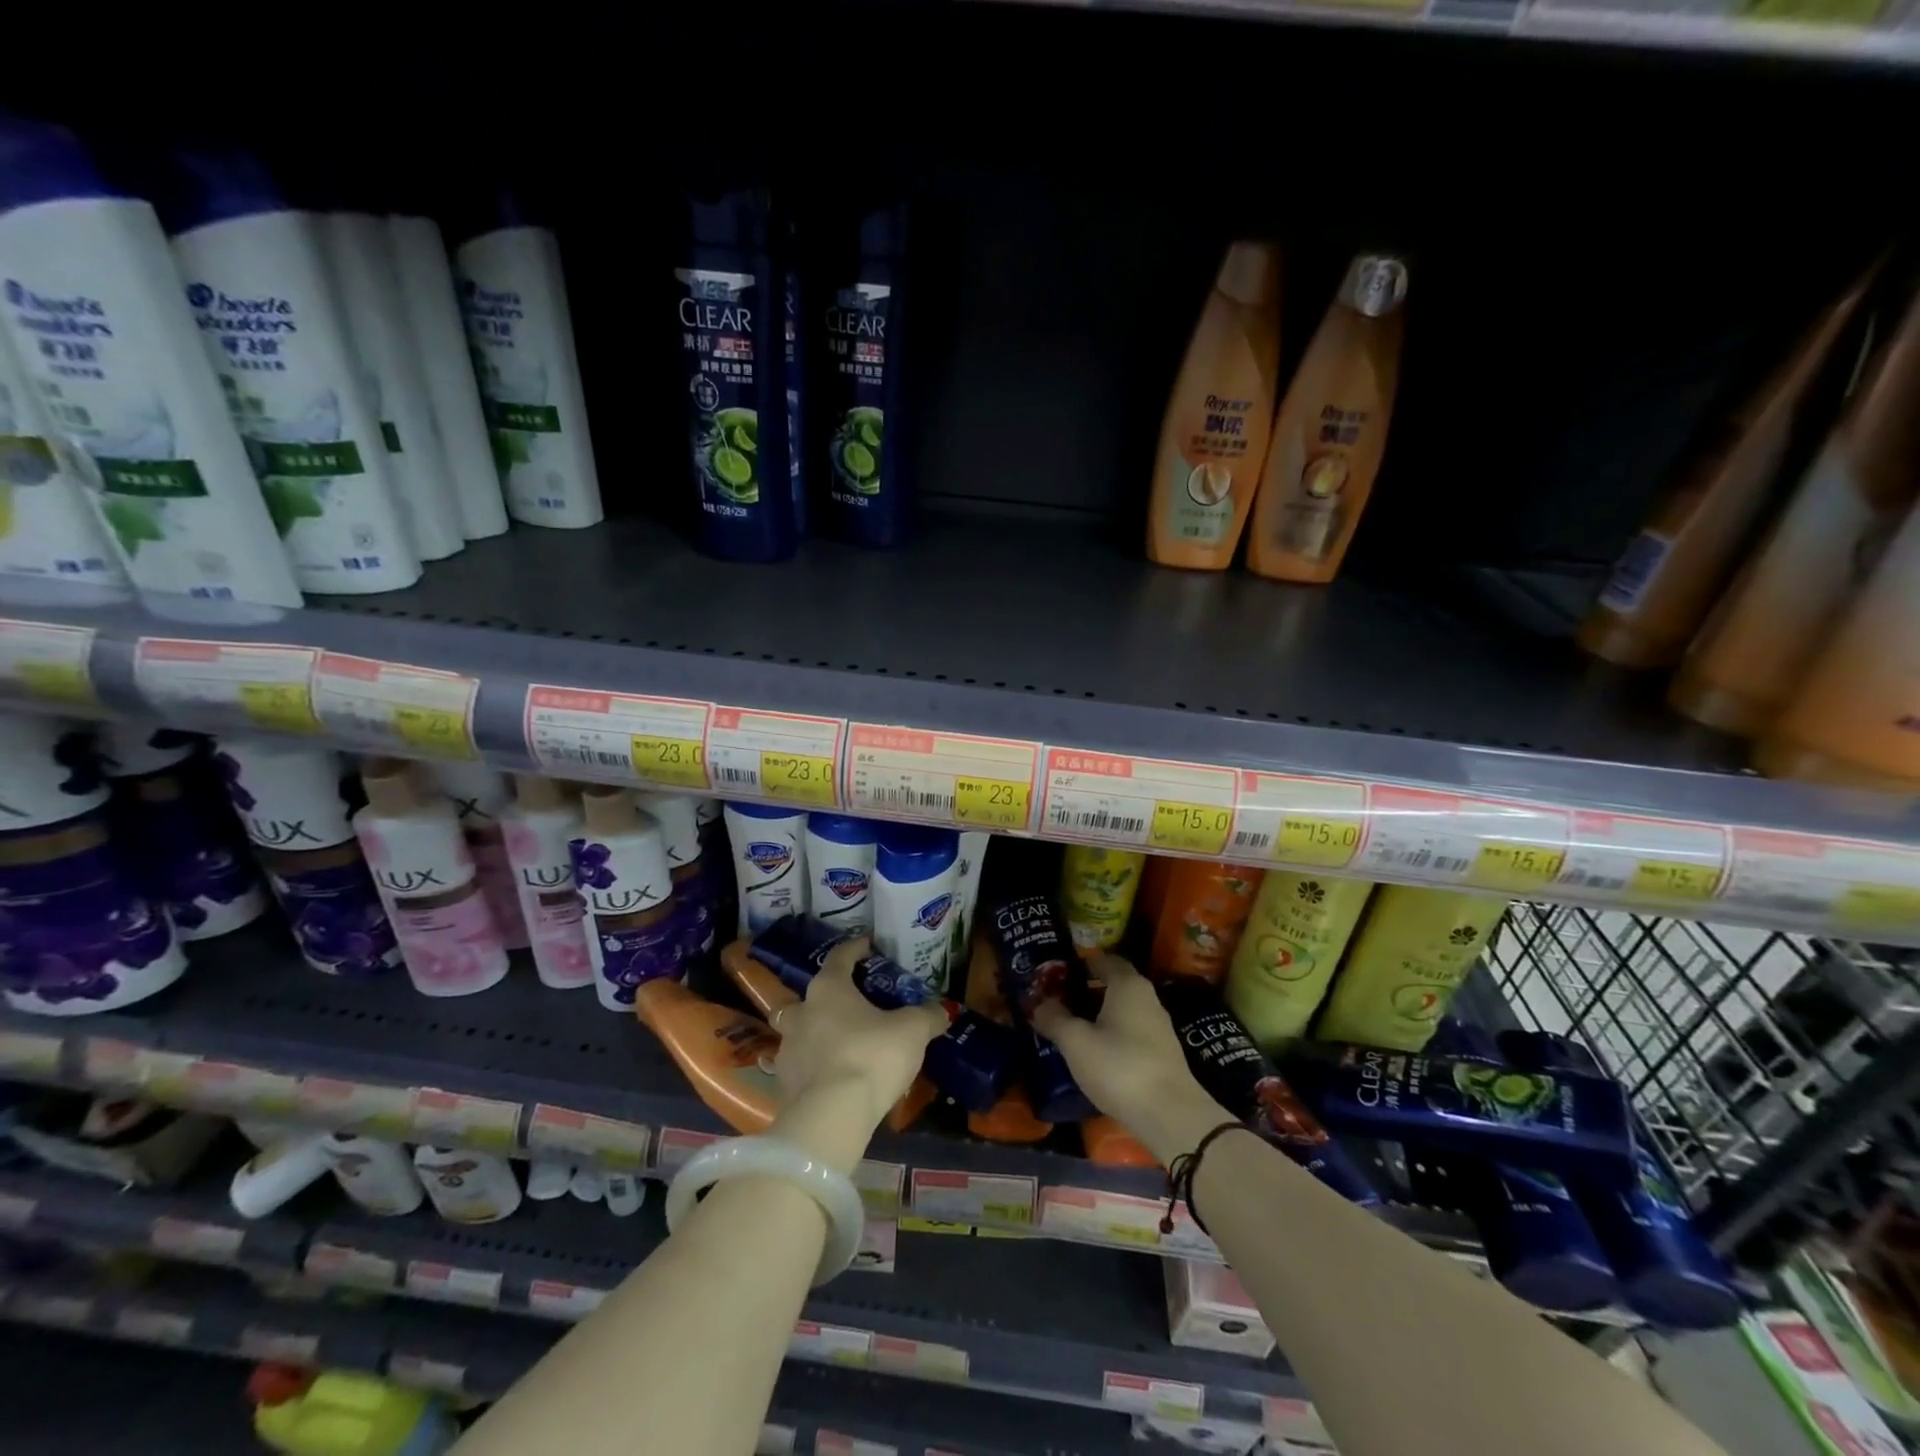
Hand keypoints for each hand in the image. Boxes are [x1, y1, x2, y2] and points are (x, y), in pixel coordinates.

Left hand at [772, 936, 945, 1130]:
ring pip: (800, 1031)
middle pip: (811, 995)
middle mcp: (802, 1011)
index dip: (855, 948)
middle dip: (827, 997)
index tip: (867, 944)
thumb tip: (943, 1010)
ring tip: (841, 1043)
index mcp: (829, 988)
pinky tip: (834, 1075)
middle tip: (851, 1003)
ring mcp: (788, 1049)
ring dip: (817, 1033)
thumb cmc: (872, 1056)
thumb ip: (927, 1016)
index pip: (840, 956)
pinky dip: (815, 1066)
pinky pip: (801, 1065)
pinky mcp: (784, 1084)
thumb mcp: (912, 1031)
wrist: (831, 1117)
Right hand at [1031, 954, 1223, 1161]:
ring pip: (1122, 1010)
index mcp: (1127, 984)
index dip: (1080, 963)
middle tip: (1056, 1000)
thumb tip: (1036, 1003)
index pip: (1104, 960)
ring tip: (1070, 1028)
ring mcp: (1158, 1026)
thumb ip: (1054, 1018)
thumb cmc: (1119, 1065)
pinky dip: (1111, 1035)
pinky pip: (1130, 1032)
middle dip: (1085, 990)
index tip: (1056, 973)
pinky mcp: (1162, 1053)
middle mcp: (1147, 997)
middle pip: (1113, 984)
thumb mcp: (1076, 1042)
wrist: (1170, 1115)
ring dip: (1098, 1015)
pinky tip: (1094, 1052)